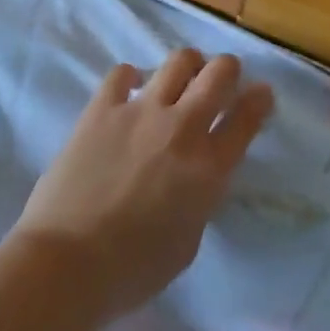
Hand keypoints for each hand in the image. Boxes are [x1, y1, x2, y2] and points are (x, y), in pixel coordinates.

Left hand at [13, 51, 272, 319]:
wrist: (67, 264)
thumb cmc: (133, 270)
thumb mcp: (188, 240)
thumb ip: (200, 197)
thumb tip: (195, 175)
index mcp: (210, 168)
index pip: (247, 117)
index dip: (260, 100)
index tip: (261, 94)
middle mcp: (183, 128)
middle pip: (220, 73)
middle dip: (228, 70)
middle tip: (222, 79)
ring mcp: (142, 112)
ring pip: (179, 60)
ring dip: (188, 65)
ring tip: (181, 78)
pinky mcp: (103, 109)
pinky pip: (122, 73)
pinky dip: (132, 77)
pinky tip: (131, 90)